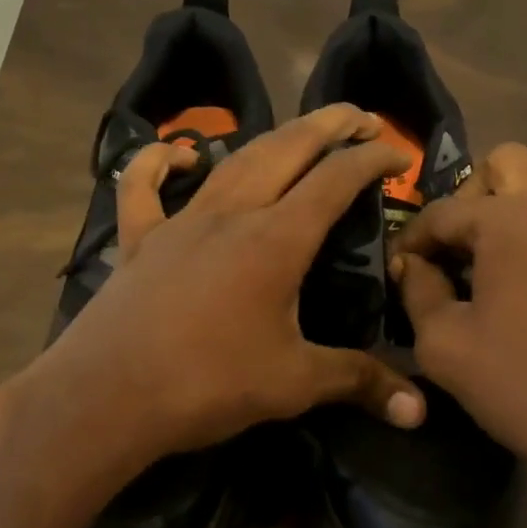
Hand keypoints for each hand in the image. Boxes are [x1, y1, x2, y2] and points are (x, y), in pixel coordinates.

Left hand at [0, 105, 425, 488]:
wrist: (107, 397)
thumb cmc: (208, 385)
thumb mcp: (293, 384)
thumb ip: (358, 382)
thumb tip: (419, 411)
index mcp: (276, 240)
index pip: (336, 180)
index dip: (372, 159)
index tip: (400, 154)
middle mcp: (232, 214)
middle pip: (288, 150)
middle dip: (330, 125)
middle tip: (361, 116)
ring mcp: (181, 221)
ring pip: (232, 160)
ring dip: (273, 138)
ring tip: (300, 131)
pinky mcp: (140, 239)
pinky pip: (143, 187)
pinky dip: (157, 162)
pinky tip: (177, 154)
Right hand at [389, 143, 526, 497]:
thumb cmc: (521, 384)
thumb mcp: (444, 344)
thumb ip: (417, 290)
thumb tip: (412, 265)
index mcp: (510, 219)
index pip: (443, 210)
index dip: (412, 238)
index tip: (400, 269)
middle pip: (503, 164)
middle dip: (468, 197)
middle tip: (453, 248)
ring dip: (504, 212)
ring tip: (484, 267)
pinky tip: (524, 286)